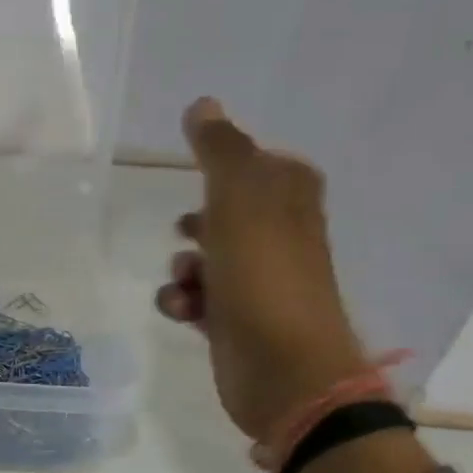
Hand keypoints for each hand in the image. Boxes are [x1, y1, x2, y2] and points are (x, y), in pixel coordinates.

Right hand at [153, 98, 369, 445]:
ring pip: (205, 256)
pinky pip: (197, 296)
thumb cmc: (264, 275)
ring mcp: (258, 279)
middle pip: (226, 210)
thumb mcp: (238, 198)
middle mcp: (279, 236)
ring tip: (187, 278)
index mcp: (290, 199)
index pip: (261, 163)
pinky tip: (183, 309)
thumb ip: (219, 149)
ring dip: (184, 265)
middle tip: (189, 228)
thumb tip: (202, 103)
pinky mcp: (235, 318)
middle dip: (196, 221)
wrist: (283, 368)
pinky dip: (183, 299)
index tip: (200, 173)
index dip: (228, 167)